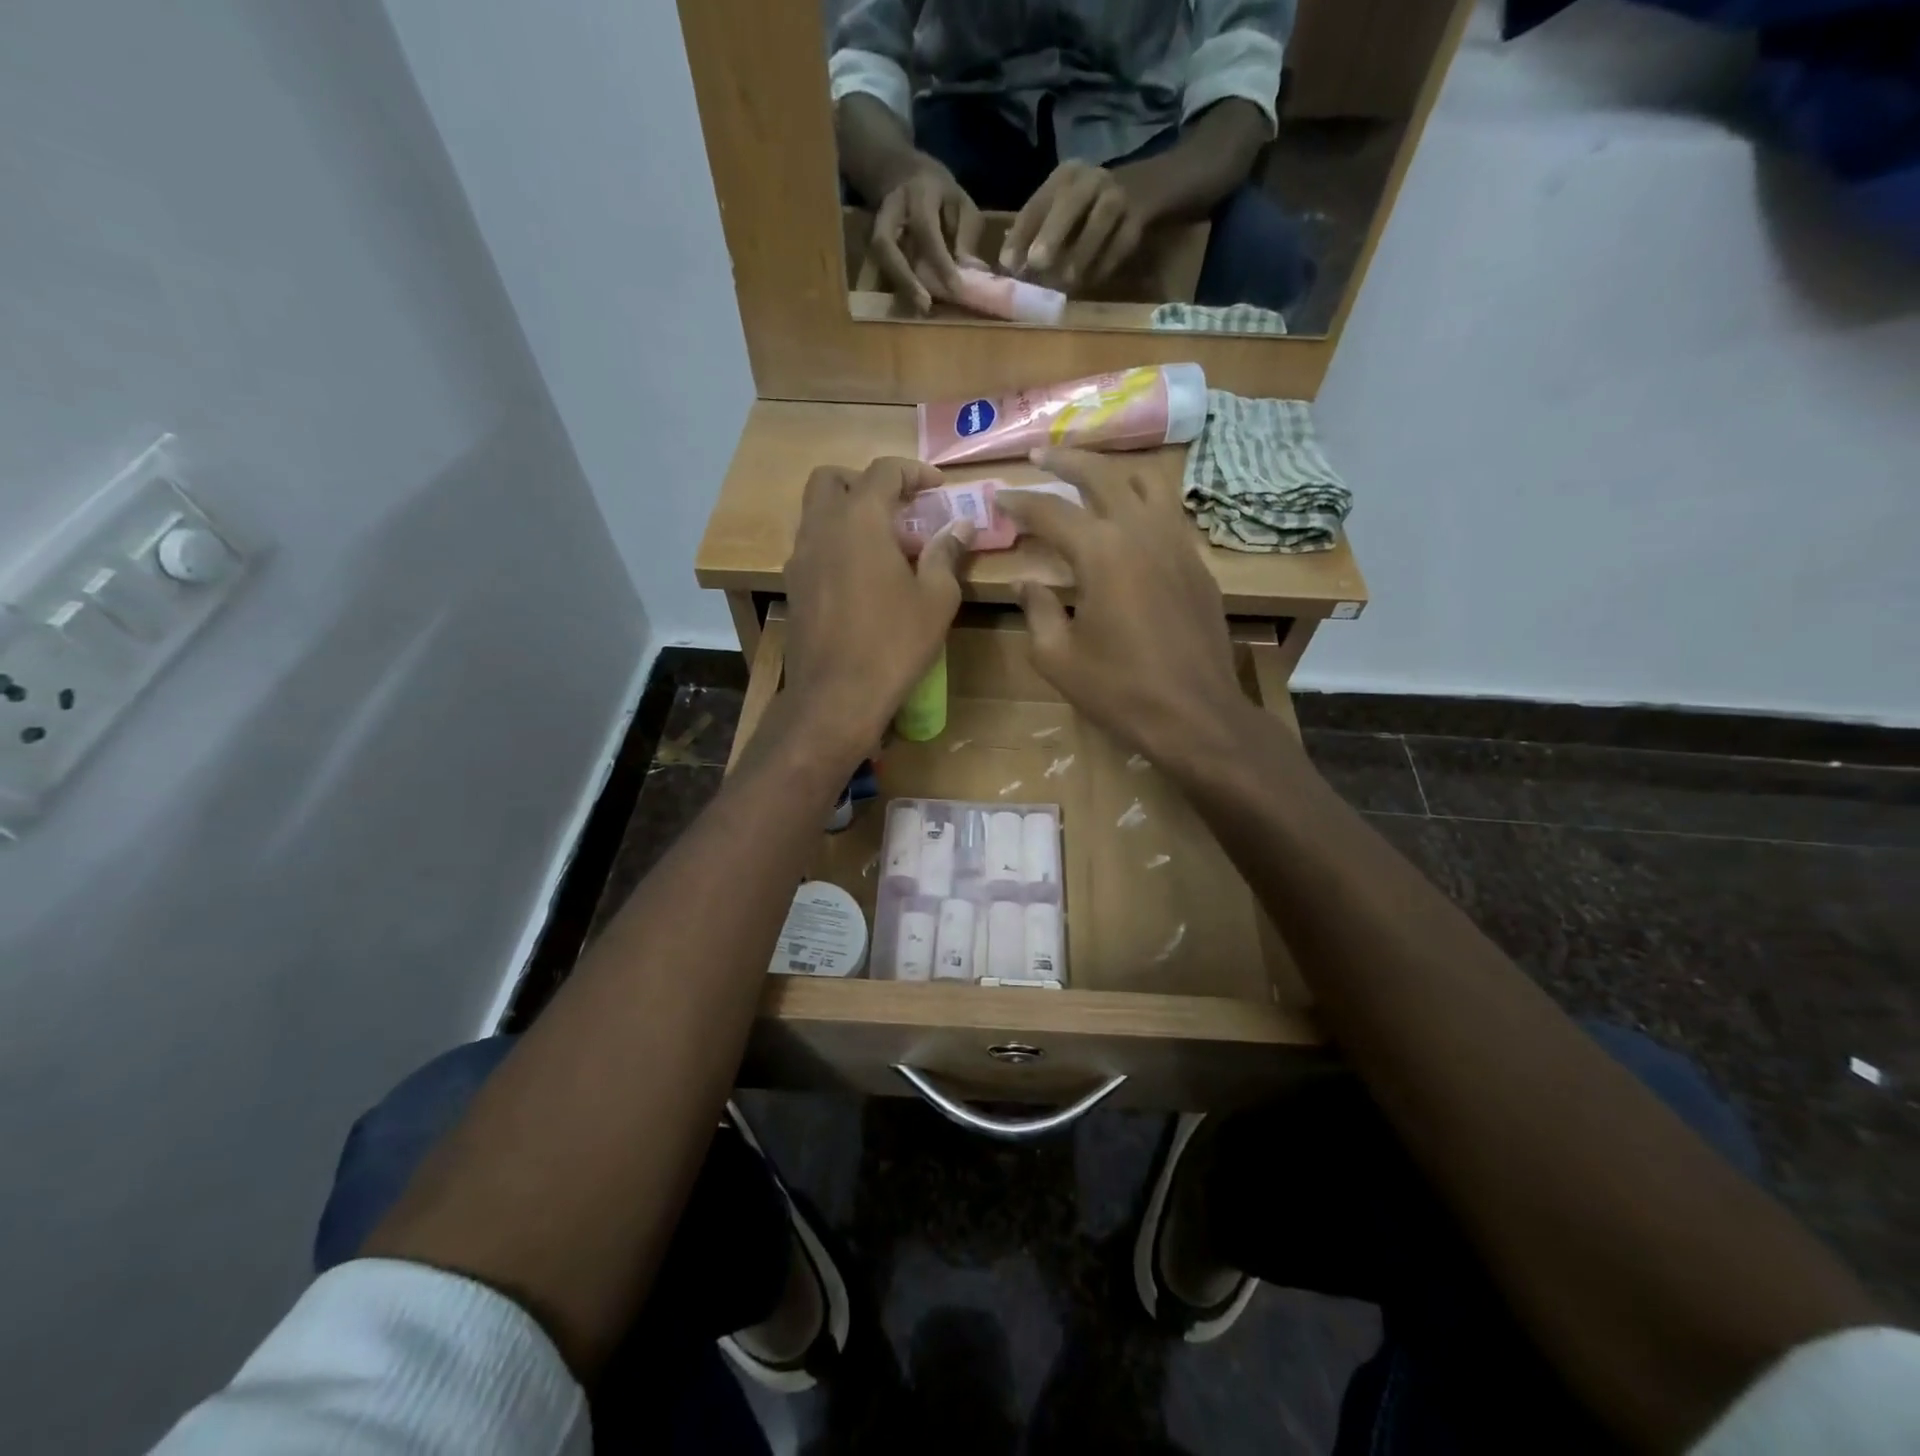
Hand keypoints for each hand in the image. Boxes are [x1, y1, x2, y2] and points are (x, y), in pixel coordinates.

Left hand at [783, 458, 972, 755]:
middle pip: (832, 479)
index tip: (937, 488)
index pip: (883, 470)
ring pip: (816, 512)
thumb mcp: (936, 599)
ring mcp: (800, 557)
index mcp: (859, 520)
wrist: (836, 695)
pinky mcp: (793, 586)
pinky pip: (812, 546)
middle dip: (865, 482)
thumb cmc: (893, 643)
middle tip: (898, 507)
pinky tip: (861, 576)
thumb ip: (946, 554)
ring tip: (884, 544)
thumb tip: (960, 527)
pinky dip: (835, 544)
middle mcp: (821, 528)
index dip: (913, 471)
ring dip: (847, 513)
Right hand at [871, 160, 983, 313]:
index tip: (955, 288)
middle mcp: (890, 210)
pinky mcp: (873, 243)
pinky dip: (898, 285)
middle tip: (924, 304)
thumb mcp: (959, 200)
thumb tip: (968, 269)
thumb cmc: (937, 191)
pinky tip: (913, 303)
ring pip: (881, 258)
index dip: (939, 261)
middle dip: (904, 277)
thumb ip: (965, 232)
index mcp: (917, 194)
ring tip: (920, 308)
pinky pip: (882, 266)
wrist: (898, 172)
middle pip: (886, 244)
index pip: (926, 230)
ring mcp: (876, 226)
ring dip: (899, 285)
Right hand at [994, 449, 1252, 770]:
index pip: (1052, 511)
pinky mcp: (1197, 565)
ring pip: (1147, 483)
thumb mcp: (1058, 658)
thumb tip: (1026, 582)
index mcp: (1102, 552)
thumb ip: (1037, 611)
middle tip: (1042, 455)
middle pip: (1104, 475)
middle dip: (1068, 460)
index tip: (998, 496)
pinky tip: (1129, 518)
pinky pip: (1168, 514)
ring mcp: (1177, 544)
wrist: (1196, 714)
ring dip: (1113, 471)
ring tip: (1089, 473)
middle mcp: (1142, 532)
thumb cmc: (1120, 690)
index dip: (1020, 502)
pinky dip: (1142, 502)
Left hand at [1001, 161, 1146, 292]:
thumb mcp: (1059, 210)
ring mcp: (1118, 195)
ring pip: (1102, 219)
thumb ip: (1035, 234)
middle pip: (1071, 202)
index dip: (1021, 234)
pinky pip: (1122, 241)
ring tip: (1066, 280)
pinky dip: (1106, 263)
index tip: (1007, 264)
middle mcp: (1091, 179)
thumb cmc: (1086, 210)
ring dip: (1082, 251)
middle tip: (1037, 263)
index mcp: (1064, 176)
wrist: (1140, 188)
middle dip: (1052, 233)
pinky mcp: (1138, 217)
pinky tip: (1091, 282)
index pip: (1038, 203)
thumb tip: (1009, 267)